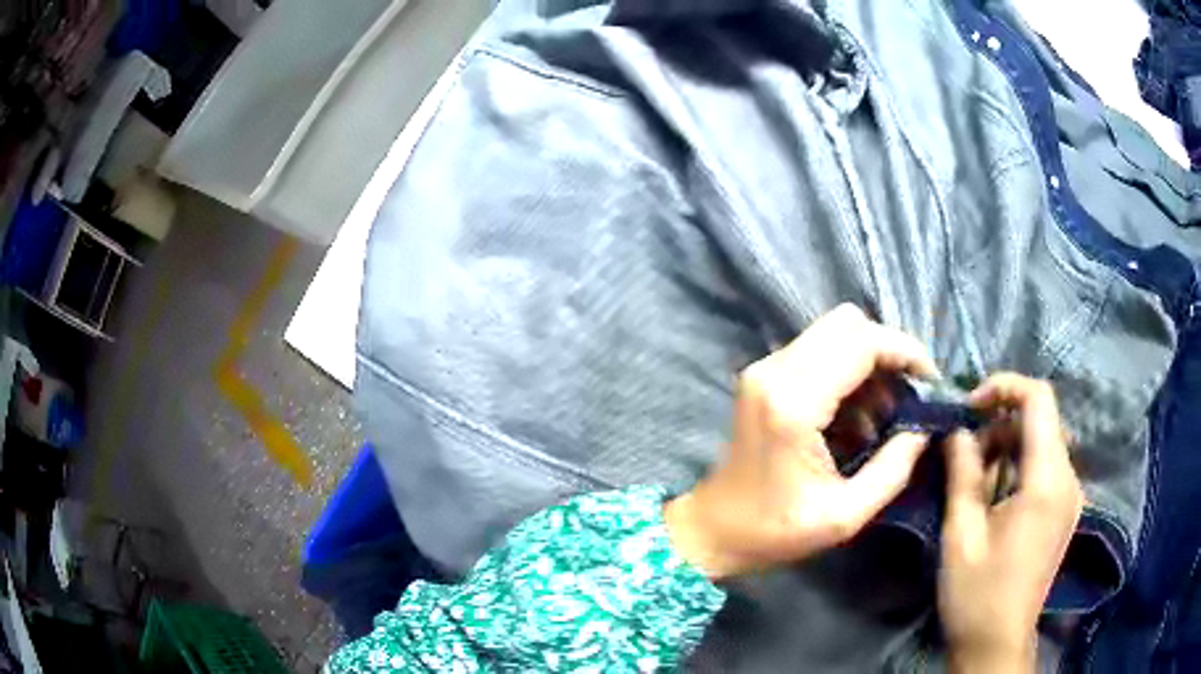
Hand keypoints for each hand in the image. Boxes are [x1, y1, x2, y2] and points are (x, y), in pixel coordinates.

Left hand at [664, 304, 937, 578]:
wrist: (713, 530)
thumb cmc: (774, 531)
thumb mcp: (845, 515)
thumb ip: (894, 469)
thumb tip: (925, 429)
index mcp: (794, 402)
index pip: (862, 342)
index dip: (905, 352)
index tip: (931, 383)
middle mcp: (775, 371)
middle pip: (848, 324)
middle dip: (888, 353)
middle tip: (909, 396)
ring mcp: (765, 369)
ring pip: (834, 334)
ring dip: (869, 364)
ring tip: (885, 417)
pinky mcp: (764, 377)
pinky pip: (818, 352)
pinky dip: (848, 374)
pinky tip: (858, 420)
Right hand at [940, 374, 1083, 673]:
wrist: (998, 641)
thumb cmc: (977, 593)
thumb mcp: (961, 534)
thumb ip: (962, 473)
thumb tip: (956, 430)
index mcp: (1047, 482)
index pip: (1039, 399)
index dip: (1004, 387)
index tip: (969, 406)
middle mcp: (1068, 480)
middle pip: (1041, 419)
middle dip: (1000, 421)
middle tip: (963, 448)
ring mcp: (1070, 495)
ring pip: (1043, 441)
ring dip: (1008, 444)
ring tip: (973, 474)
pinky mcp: (1065, 509)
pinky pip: (1045, 466)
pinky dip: (1019, 464)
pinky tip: (994, 493)